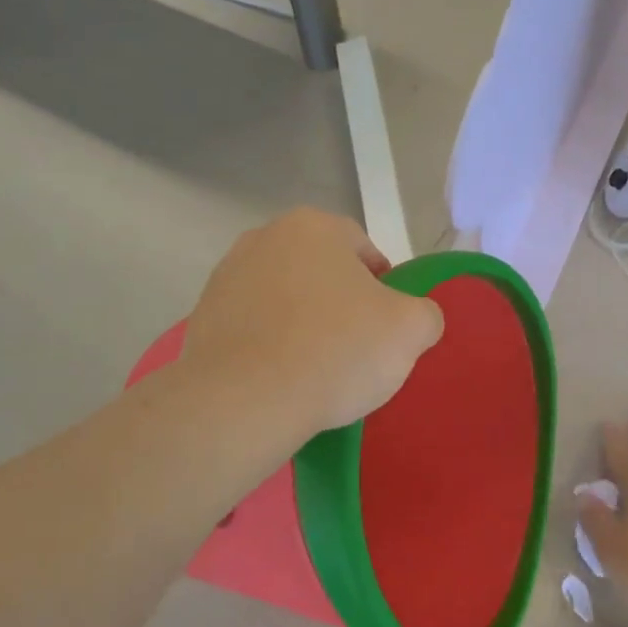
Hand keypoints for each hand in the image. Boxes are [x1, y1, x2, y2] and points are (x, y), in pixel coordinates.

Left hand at [182, 209, 444, 437]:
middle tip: (354, 348)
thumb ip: (425, 314)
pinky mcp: (202, 316)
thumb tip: (416, 317)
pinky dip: (268, 344)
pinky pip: (252, 326)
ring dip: (302, 322)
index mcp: (314, 227)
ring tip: (315, 369)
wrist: (245, 399)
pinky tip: (280, 377)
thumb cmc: (336, 351)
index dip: (383, 288)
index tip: (385, 327)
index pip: (364, 250)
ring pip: (284, 298)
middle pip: (320, 272)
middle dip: (339, 303)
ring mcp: (226, 276)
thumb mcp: (410, 331)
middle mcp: (264, 237)